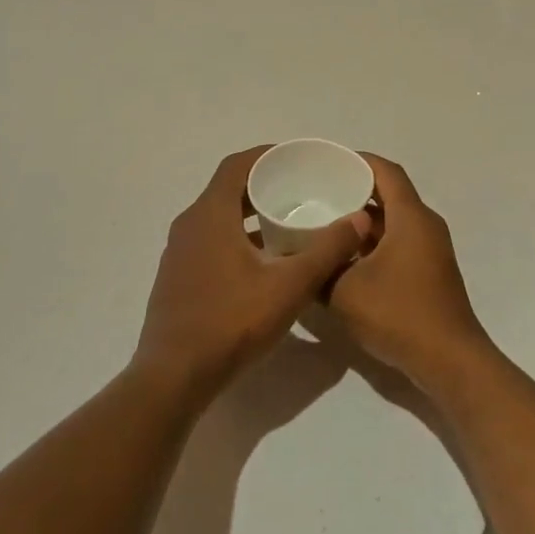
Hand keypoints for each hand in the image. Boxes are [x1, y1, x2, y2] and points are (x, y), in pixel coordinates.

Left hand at [135, 147, 371, 405]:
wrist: (173, 377)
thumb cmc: (231, 322)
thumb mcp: (290, 286)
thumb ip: (327, 250)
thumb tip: (360, 219)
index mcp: (210, 214)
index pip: (237, 165)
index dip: (266, 156)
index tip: (296, 159)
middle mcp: (189, 224)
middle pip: (227, 189)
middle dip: (263, 185)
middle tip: (300, 190)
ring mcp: (179, 252)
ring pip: (218, 217)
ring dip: (249, 214)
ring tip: (287, 223)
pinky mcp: (177, 277)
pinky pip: (209, 240)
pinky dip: (236, 237)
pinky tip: (262, 262)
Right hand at [326, 154, 496, 397]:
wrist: (449, 362)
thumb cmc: (399, 315)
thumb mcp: (345, 291)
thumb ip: (320, 268)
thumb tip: (300, 255)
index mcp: (410, 217)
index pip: (386, 171)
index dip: (358, 160)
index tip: (328, 162)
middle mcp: (425, 225)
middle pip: (389, 194)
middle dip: (355, 190)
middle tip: (318, 193)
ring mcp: (430, 250)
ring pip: (393, 221)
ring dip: (362, 221)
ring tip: (324, 224)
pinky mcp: (429, 272)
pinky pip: (398, 242)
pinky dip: (373, 243)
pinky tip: (345, 259)